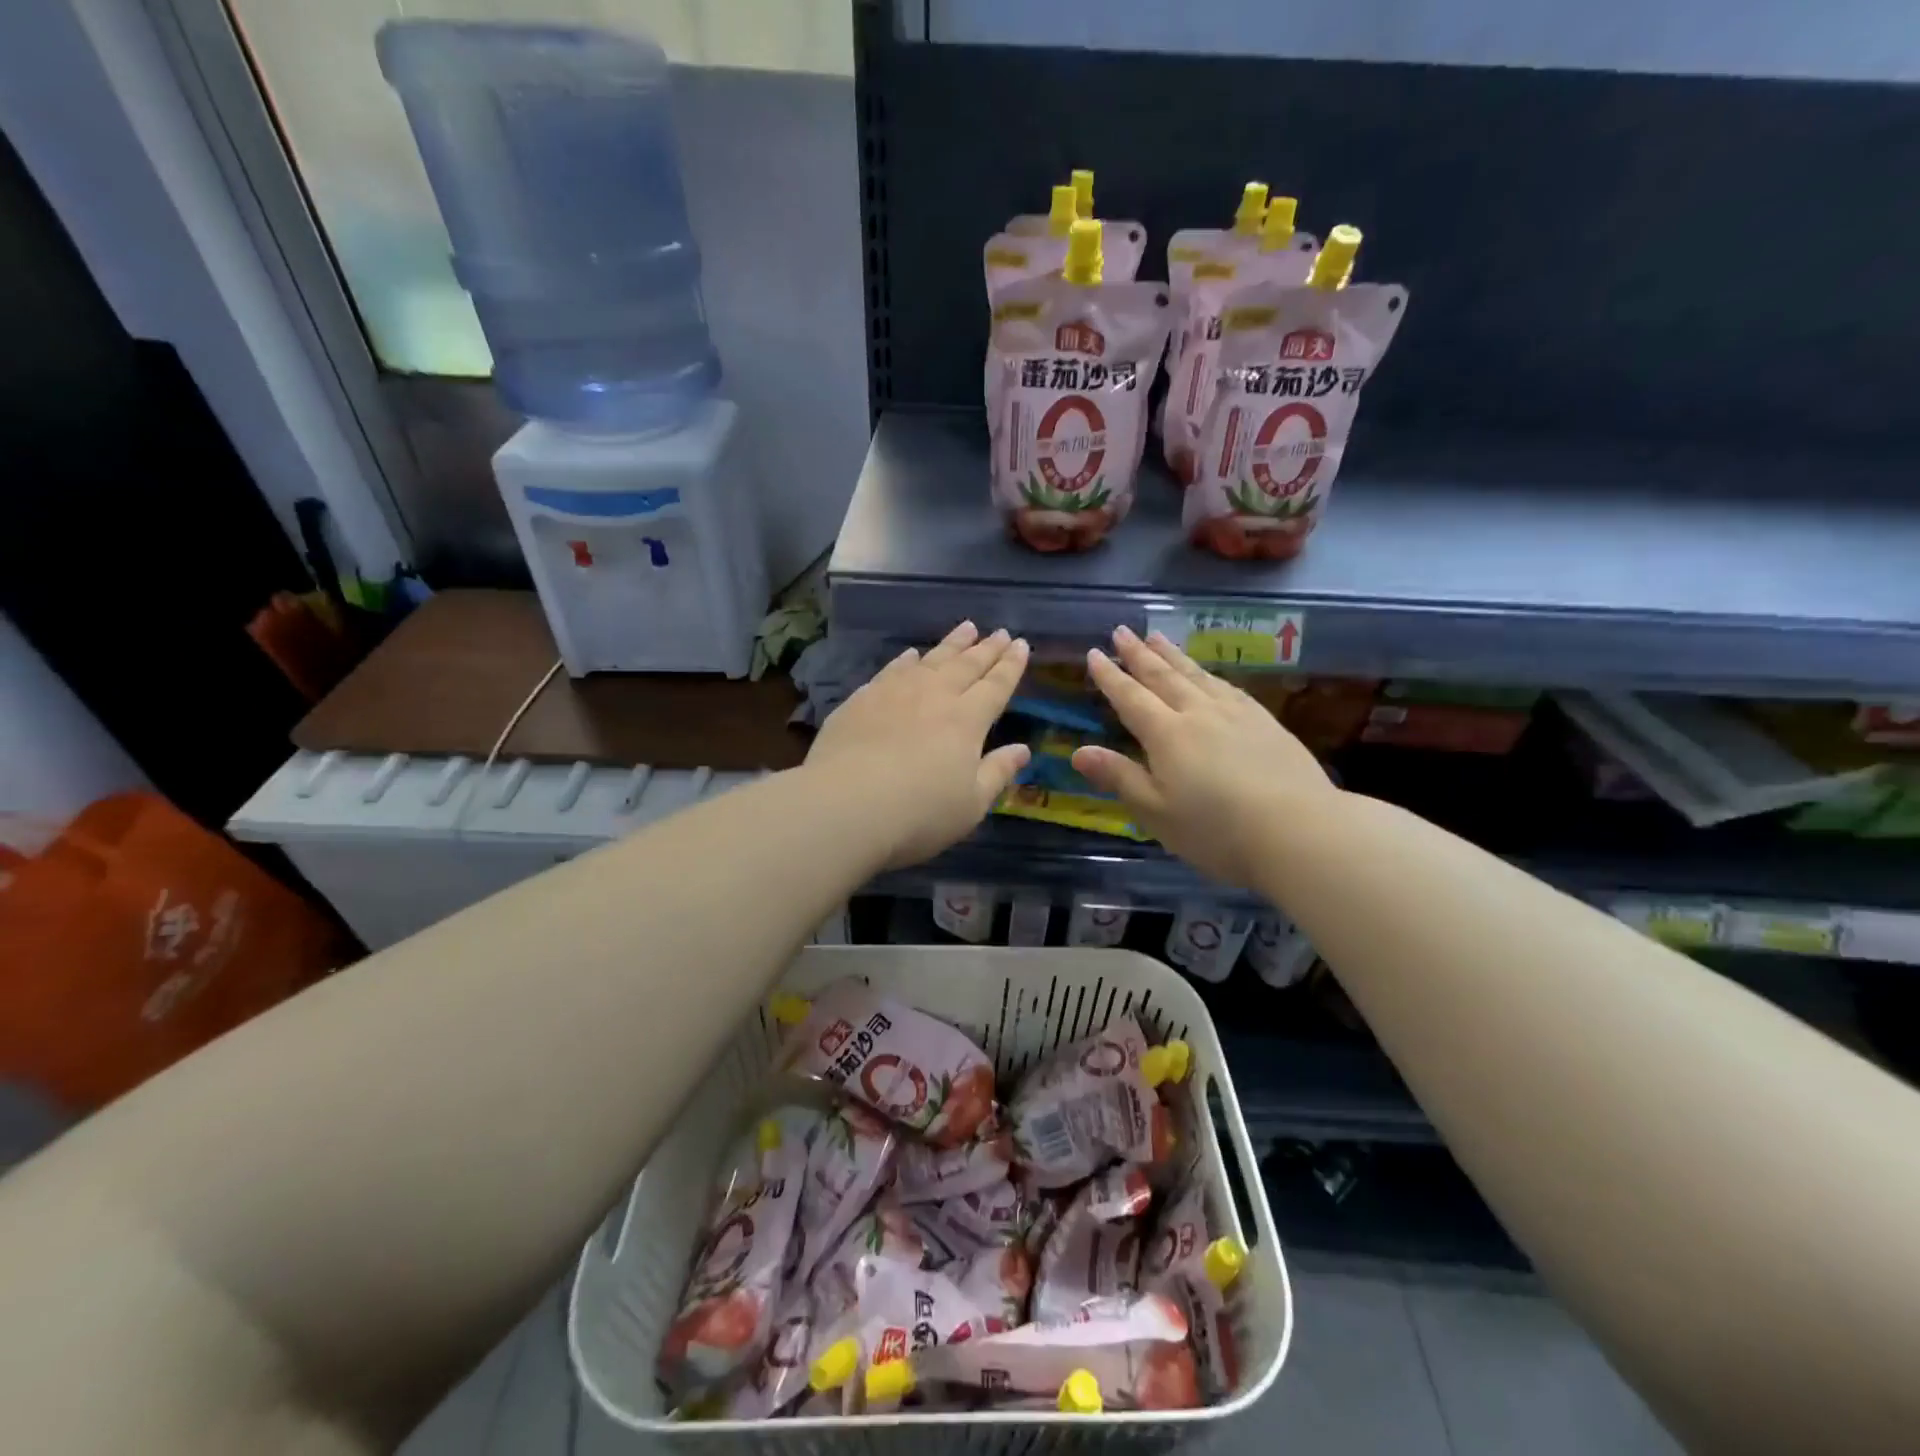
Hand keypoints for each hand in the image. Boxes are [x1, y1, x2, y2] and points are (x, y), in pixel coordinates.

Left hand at [806, 622, 1031, 868]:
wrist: (845, 806)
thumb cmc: (919, 813)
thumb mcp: (971, 804)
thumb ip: (998, 772)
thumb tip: (1023, 749)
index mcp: (967, 720)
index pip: (996, 685)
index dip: (1011, 665)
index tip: (1022, 645)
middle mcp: (934, 696)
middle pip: (966, 665)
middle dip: (987, 648)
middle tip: (1001, 631)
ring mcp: (895, 693)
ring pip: (930, 659)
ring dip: (952, 643)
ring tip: (967, 627)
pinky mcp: (861, 700)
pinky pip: (891, 670)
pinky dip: (906, 659)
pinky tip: (910, 655)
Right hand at [1071, 626, 1337, 889]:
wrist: (1300, 830)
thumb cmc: (1217, 830)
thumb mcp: (1156, 812)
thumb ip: (1118, 777)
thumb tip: (1078, 751)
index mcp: (1167, 735)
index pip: (1130, 698)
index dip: (1110, 676)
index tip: (1095, 653)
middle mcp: (1199, 713)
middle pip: (1163, 676)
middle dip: (1139, 653)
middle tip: (1122, 631)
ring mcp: (1236, 714)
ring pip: (1196, 675)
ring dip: (1173, 655)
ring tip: (1158, 637)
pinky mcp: (1265, 722)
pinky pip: (1227, 686)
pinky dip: (1209, 673)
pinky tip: (1208, 674)